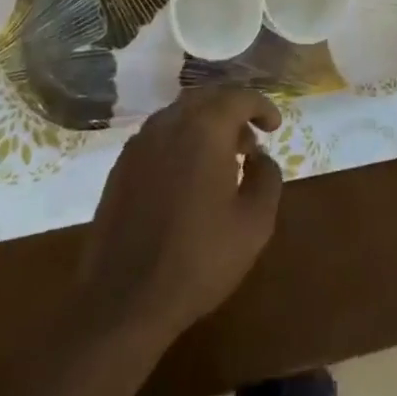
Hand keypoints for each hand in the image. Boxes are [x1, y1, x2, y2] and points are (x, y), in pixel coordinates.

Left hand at [74, 86, 283, 345]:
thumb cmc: (198, 259)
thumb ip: (268, 178)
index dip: (261, 106)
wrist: (124, 298)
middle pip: (207, 97)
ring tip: (222, 160)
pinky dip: (181, 140)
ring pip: (180, 114)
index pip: (238, 97)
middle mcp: (169, 122)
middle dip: (233, 111)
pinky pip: (159, 135)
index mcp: (204, 128)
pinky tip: (188, 175)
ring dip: (206, 125)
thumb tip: (261, 157)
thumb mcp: (254, 224)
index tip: (274, 126)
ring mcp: (140, 141)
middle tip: (251, 142)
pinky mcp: (122, 164)